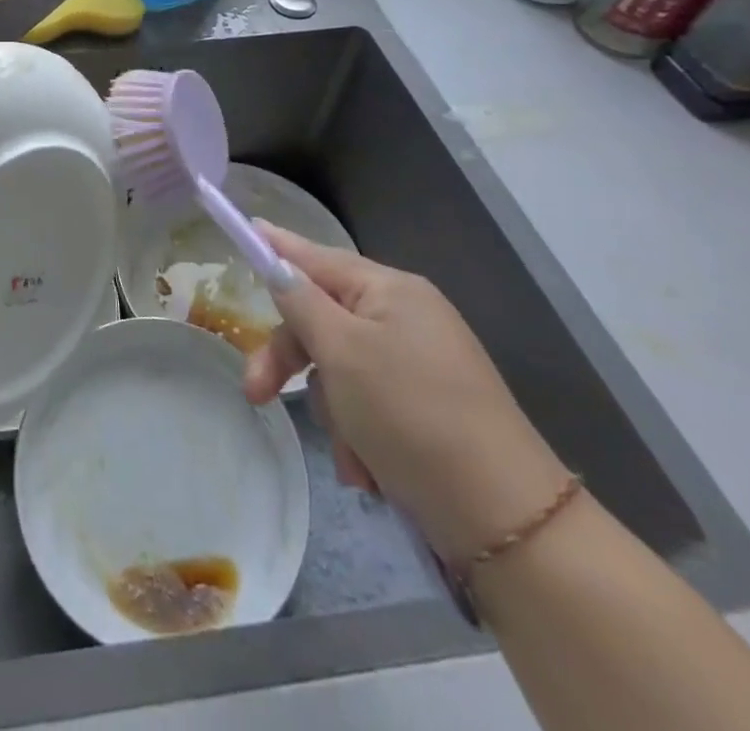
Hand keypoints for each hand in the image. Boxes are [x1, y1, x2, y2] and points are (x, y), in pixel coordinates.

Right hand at [246, 223, 568, 564]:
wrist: (506, 520)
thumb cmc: (411, 414)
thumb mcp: (342, 351)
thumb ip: (300, 301)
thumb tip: (276, 261)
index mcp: (390, 290)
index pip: (316, 256)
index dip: (276, 247)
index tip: (244, 229)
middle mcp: (405, 318)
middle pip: (321, 320)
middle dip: (291, 362)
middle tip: (256, 394)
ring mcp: (418, 365)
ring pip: (339, 369)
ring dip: (333, 412)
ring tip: (353, 456)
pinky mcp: (425, 409)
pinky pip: (367, 405)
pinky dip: (359, 436)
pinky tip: (369, 470)